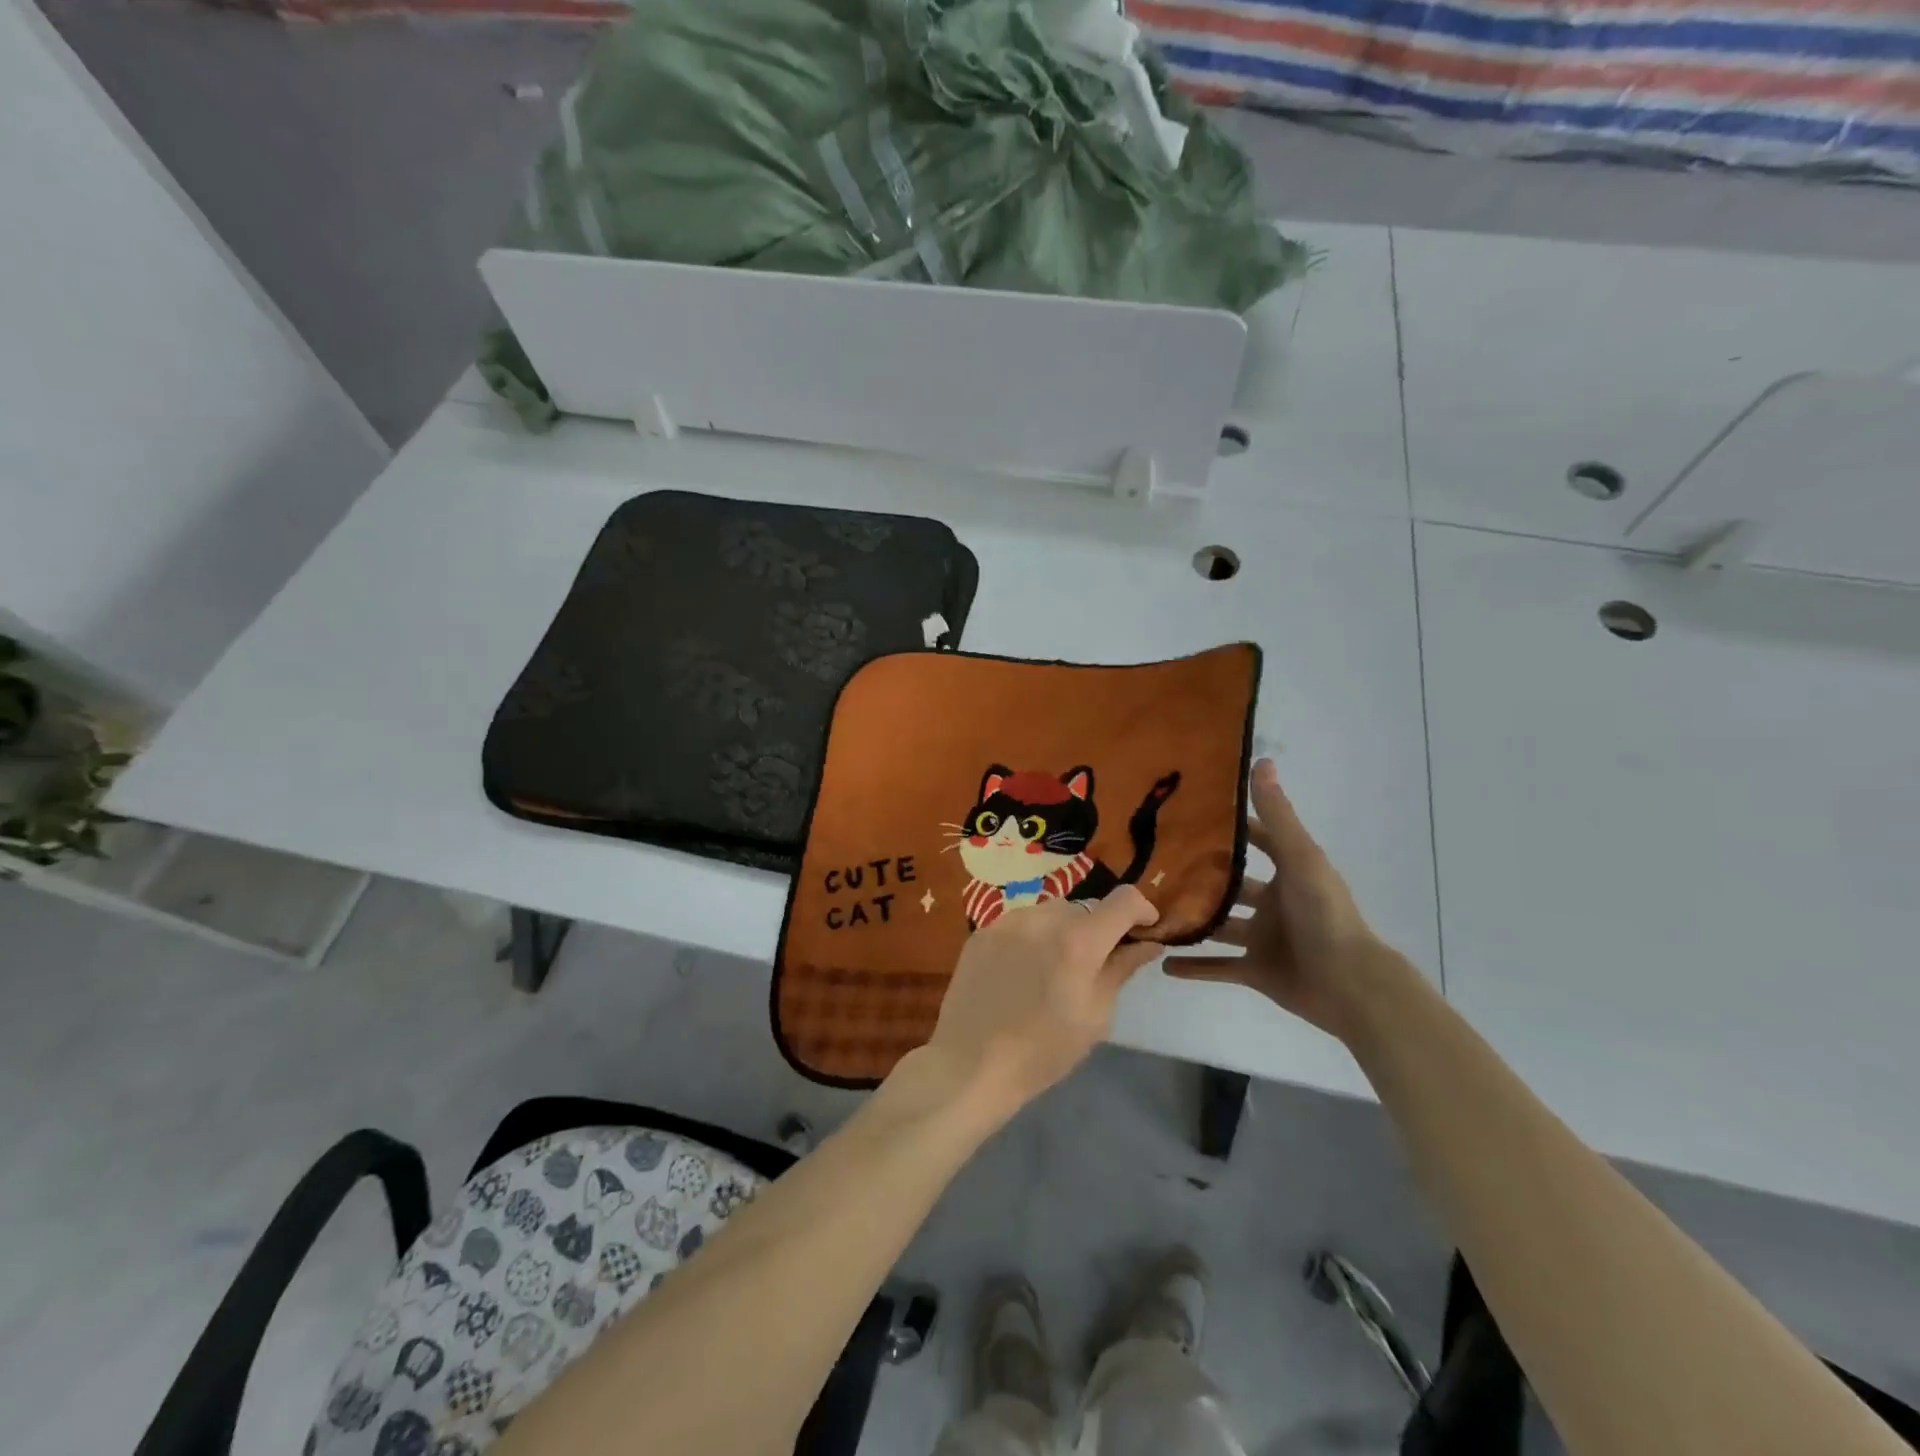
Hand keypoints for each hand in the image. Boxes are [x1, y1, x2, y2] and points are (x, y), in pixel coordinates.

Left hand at [927, 887, 1162, 1118]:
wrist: (971, 1063)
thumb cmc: (1043, 1050)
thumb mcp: (1096, 1016)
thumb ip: (1121, 969)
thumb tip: (1148, 943)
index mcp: (1078, 941)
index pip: (1123, 900)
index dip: (1141, 909)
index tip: (1145, 929)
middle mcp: (1043, 918)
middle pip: (1085, 908)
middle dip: (1098, 929)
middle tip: (1094, 964)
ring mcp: (1008, 921)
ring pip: (1050, 912)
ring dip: (1063, 931)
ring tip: (1053, 970)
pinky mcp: (983, 931)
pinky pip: (1020, 923)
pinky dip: (1032, 938)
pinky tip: (1022, 972)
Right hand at [1166, 758, 1399, 1039]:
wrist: (1350, 986)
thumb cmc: (1325, 915)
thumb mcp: (1300, 858)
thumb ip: (1277, 816)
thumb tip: (1262, 761)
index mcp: (1288, 874)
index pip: (1256, 842)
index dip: (1229, 829)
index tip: (1190, 814)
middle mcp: (1273, 904)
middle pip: (1230, 886)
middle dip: (1199, 877)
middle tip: (1154, 864)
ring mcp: (1263, 939)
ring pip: (1217, 926)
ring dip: (1190, 920)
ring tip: (1149, 910)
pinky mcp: (1256, 972)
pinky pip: (1218, 967)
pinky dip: (1193, 967)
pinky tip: (1161, 962)